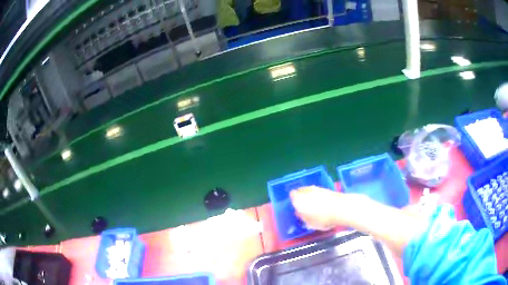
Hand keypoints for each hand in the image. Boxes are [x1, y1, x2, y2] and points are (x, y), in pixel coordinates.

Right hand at [290, 186, 348, 230]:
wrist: (340, 209)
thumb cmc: (322, 218)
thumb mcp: (309, 223)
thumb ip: (302, 217)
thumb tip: (300, 213)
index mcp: (298, 198)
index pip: (292, 195)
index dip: (294, 201)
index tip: (297, 208)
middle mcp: (306, 190)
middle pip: (301, 191)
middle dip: (302, 197)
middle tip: (305, 207)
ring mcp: (317, 188)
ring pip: (310, 191)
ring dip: (311, 196)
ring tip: (315, 207)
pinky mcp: (327, 189)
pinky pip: (319, 192)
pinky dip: (319, 197)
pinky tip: (323, 205)